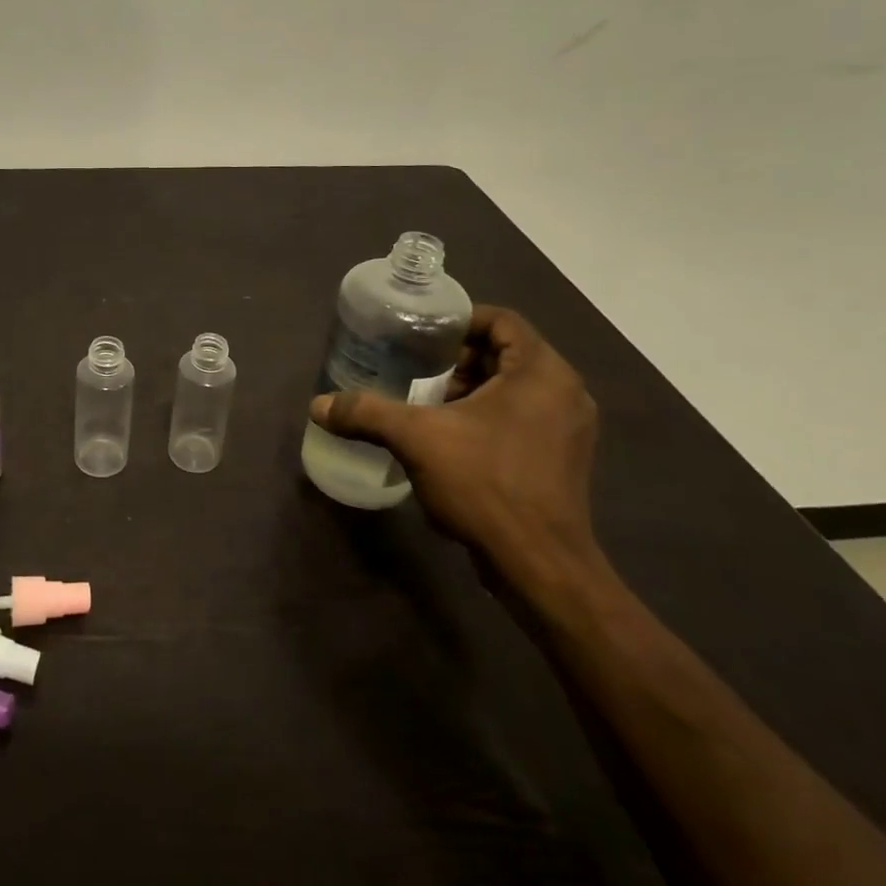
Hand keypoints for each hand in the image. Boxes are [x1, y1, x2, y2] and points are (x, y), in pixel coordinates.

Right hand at [309, 306, 598, 582]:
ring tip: (426, 404)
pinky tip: (450, 438)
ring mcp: (568, 429)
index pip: (503, 320)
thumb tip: (317, 405)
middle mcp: (565, 393)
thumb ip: (366, 413)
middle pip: (507, 354)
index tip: (421, 335)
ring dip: (471, 390)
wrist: (538, 564)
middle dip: (459, 359)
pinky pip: (522, 418)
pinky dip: (487, 416)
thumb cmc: (485, 484)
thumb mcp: (416, 439)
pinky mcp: (562, 460)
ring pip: (515, 389)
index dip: (460, 321)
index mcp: (541, 373)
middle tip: (415, 369)